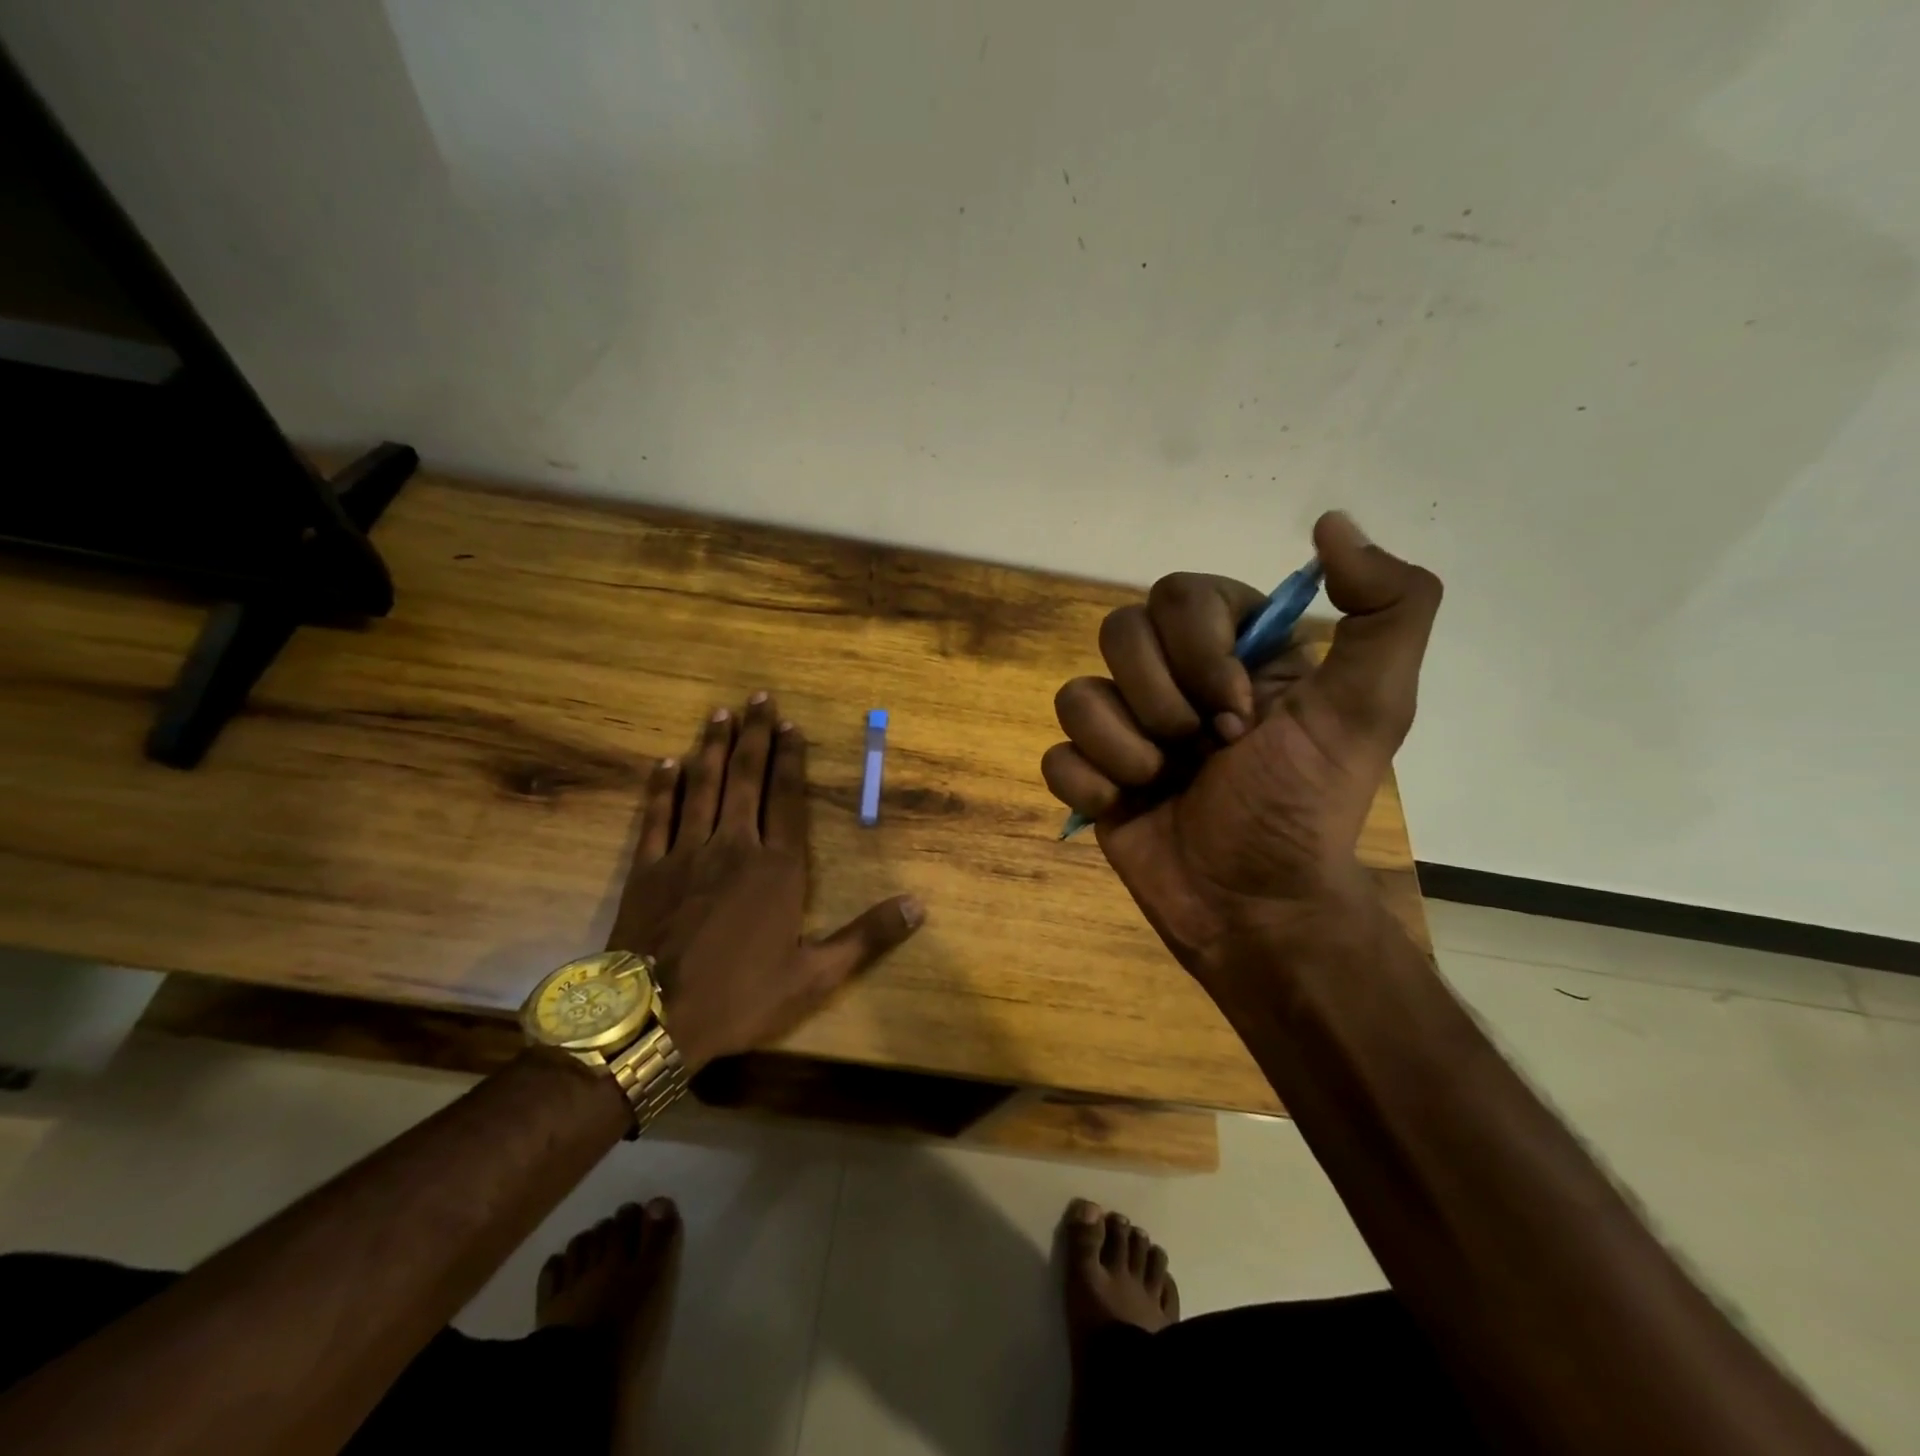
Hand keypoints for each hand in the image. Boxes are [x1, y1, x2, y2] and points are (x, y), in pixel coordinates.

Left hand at [607, 693, 924, 1069]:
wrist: (654, 1021)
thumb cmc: (740, 996)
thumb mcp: (815, 976)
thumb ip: (867, 936)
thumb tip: (919, 906)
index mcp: (777, 868)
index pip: (789, 799)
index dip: (792, 759)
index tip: (791, 725)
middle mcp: (734, 847)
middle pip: (746, 779)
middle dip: (754, 736)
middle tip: (758, 697)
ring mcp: (686, 854)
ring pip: (702, 787)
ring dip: (711, 747)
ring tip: (719, 713)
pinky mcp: (647, 869)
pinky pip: (656, 817)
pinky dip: (662, 787)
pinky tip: (666, 763)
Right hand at [1040, 512, 1440, 987]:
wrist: (1253, 906)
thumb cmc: (1304, 806)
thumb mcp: (1369, 707)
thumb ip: (1387, 607)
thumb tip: (1333, 521)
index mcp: (1233, 650)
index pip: (1178, 593)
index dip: (1197, 649)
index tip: (1238, 711)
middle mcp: (1174, 678)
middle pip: (1117, 632)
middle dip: (1160, 700)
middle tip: (1204, 750)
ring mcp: (1126, 727)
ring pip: (1076, 692)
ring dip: (1124, 746)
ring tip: (1162, 784)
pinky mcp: (1091, 774)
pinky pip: (1055, 753)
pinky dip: (1089, 783)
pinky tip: (1125, 807)